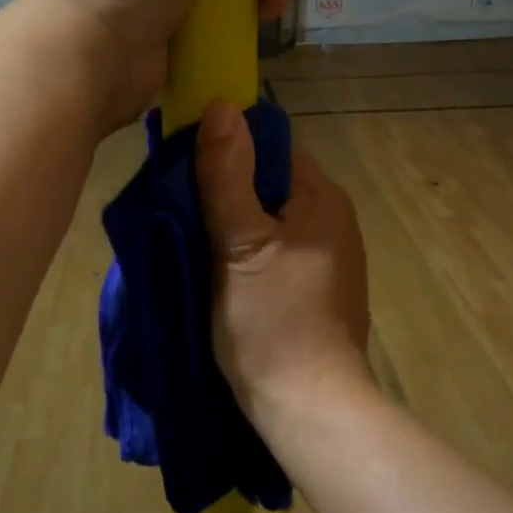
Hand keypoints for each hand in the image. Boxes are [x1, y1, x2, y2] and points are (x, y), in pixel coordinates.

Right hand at [195, 102, 371, 425]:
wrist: (309, 407)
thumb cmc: (272, 321)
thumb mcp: (239, 243)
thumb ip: (227, 174)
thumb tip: (221, 105)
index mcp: (321, 197)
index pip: (273, 146)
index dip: (230, 145)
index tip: (186, 160)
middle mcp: (333, 218)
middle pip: (271, 181)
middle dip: (228, 185)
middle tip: (180, 200)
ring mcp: (329, 256)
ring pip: (272, 217)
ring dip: (235, 220)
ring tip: (192, 233)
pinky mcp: (318, 287)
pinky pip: (278, 248)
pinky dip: (249, 249)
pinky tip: (220, 265)